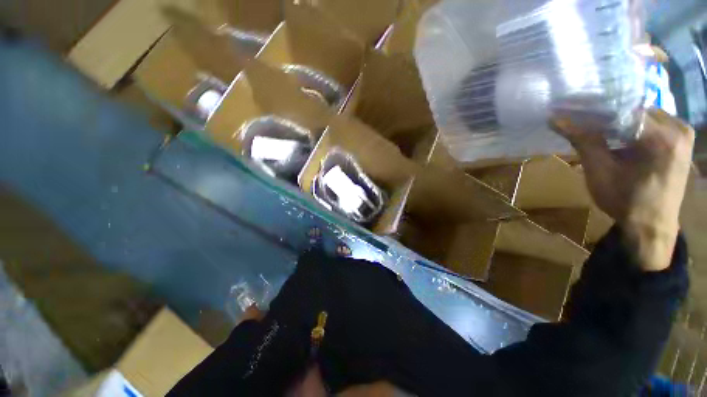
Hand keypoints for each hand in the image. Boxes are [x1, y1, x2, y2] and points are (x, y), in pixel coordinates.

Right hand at [551, 108, 693, 270]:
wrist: (651, 226)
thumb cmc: (625, 201)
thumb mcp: (599, 171)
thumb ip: (582, 140)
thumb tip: (554, 118)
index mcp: (661, 136)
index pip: (623, 109)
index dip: (596, 110)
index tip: (573, 112)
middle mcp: (678, 127)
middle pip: (635, 109)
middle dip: (609, 115)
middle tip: (584, 122)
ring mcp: (683, 132)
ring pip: (643, 114)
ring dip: (621, 121)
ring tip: (600, 131)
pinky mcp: (682, 140)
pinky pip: (653, 123)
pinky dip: (634, 127)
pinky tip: (620, 138)